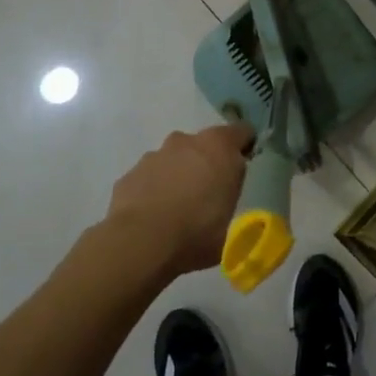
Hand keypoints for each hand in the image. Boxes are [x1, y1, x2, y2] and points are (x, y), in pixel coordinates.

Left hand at [106, 123, 254, 278]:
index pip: (242, 132)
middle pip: (204, 145)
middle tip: (210, 194)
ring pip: (175, 159)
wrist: (140, 243)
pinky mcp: (130, 173)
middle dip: (208, 163)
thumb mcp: (232, 223)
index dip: (245, 147)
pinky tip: (154, 216)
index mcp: (219, 147)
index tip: (244, 166)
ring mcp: (155, 155)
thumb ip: (229, 197)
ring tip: (178, 209)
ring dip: (179, 175)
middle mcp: (186, 142)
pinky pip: (150, 177)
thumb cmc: (196, 232)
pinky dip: (154, 189)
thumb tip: (224, 195)